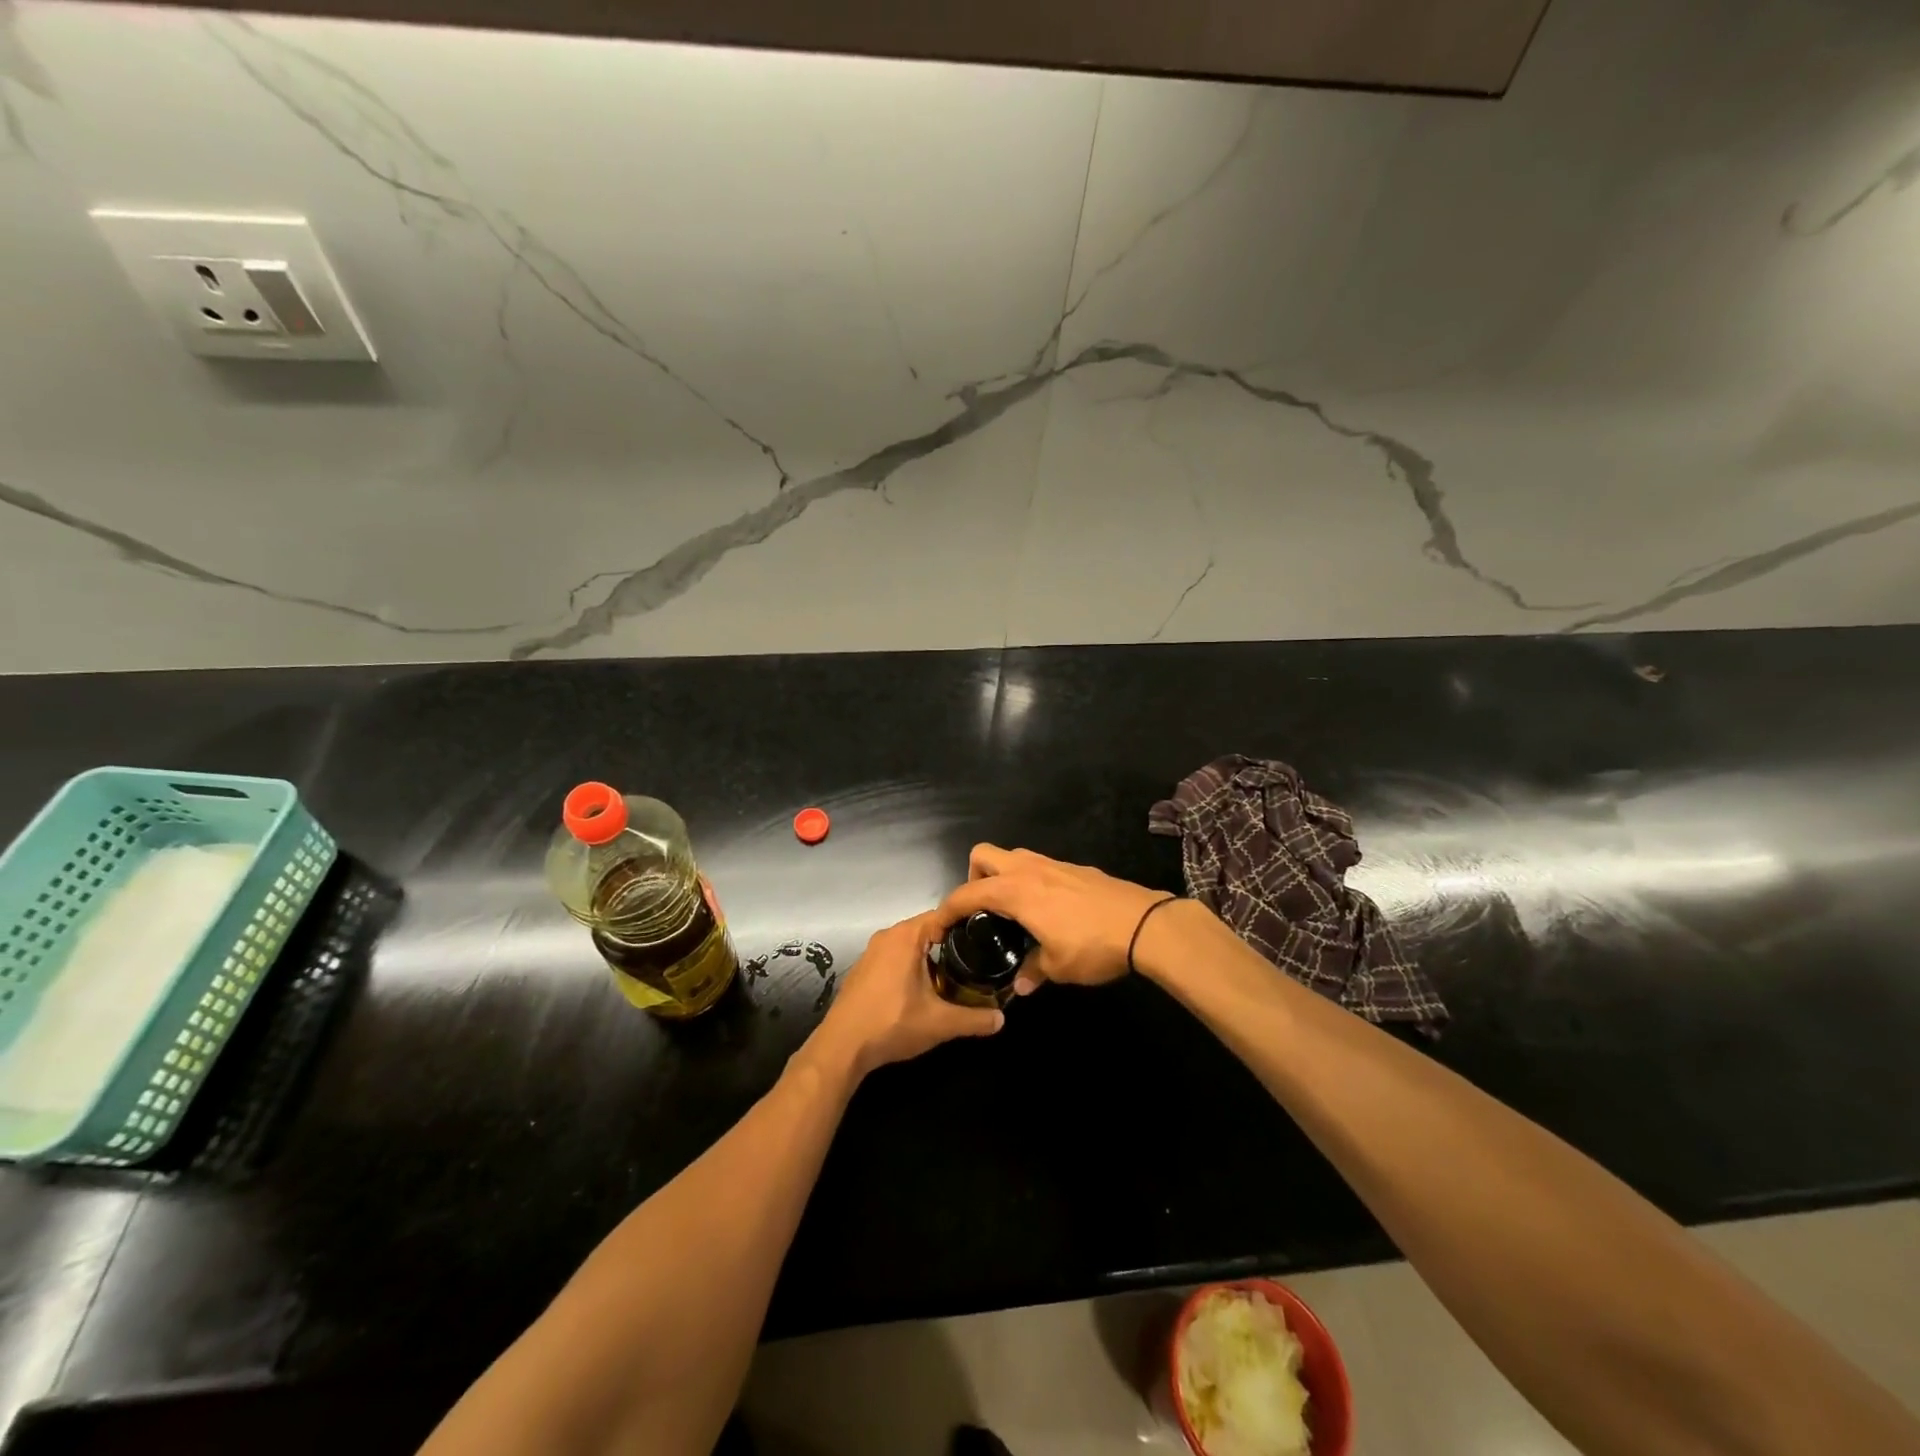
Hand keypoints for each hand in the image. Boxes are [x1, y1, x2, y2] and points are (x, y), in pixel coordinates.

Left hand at [807, 911, 1003, 1080]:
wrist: (841, 1047)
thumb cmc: (892, 1024)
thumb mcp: (940, 1023)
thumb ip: (974, 1019)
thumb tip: (1002, 1019)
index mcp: (907, 936)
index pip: (944, 915)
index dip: (968, 925)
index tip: (988, 939)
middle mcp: (888, 936)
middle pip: (928, 929)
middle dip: (952, 943)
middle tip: (977, 960)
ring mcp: (872, 952)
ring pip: (911, 944)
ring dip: (931, 957)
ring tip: (956, 975)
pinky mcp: (864, 969)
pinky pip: (896, 957)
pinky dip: (912, 966)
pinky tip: (924, 988)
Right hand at [937, 844, 1177, 994]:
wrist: (1144, 924)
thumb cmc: (1093, 945)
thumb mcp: (1058, 967)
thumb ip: (1033, 972)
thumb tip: (1021, 986)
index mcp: (1015, 891)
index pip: (966, 893)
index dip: (945, 910)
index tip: (938, 928)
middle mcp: (1028, 869)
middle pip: (983, 855)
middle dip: (973, 878)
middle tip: (981, 910)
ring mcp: (1053, 863)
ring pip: (1012, 856)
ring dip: (1002, 876)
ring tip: (1011, 910)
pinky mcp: (1074, 868)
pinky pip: (1038, 865)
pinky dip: (1029, 880)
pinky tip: (1045, 909)